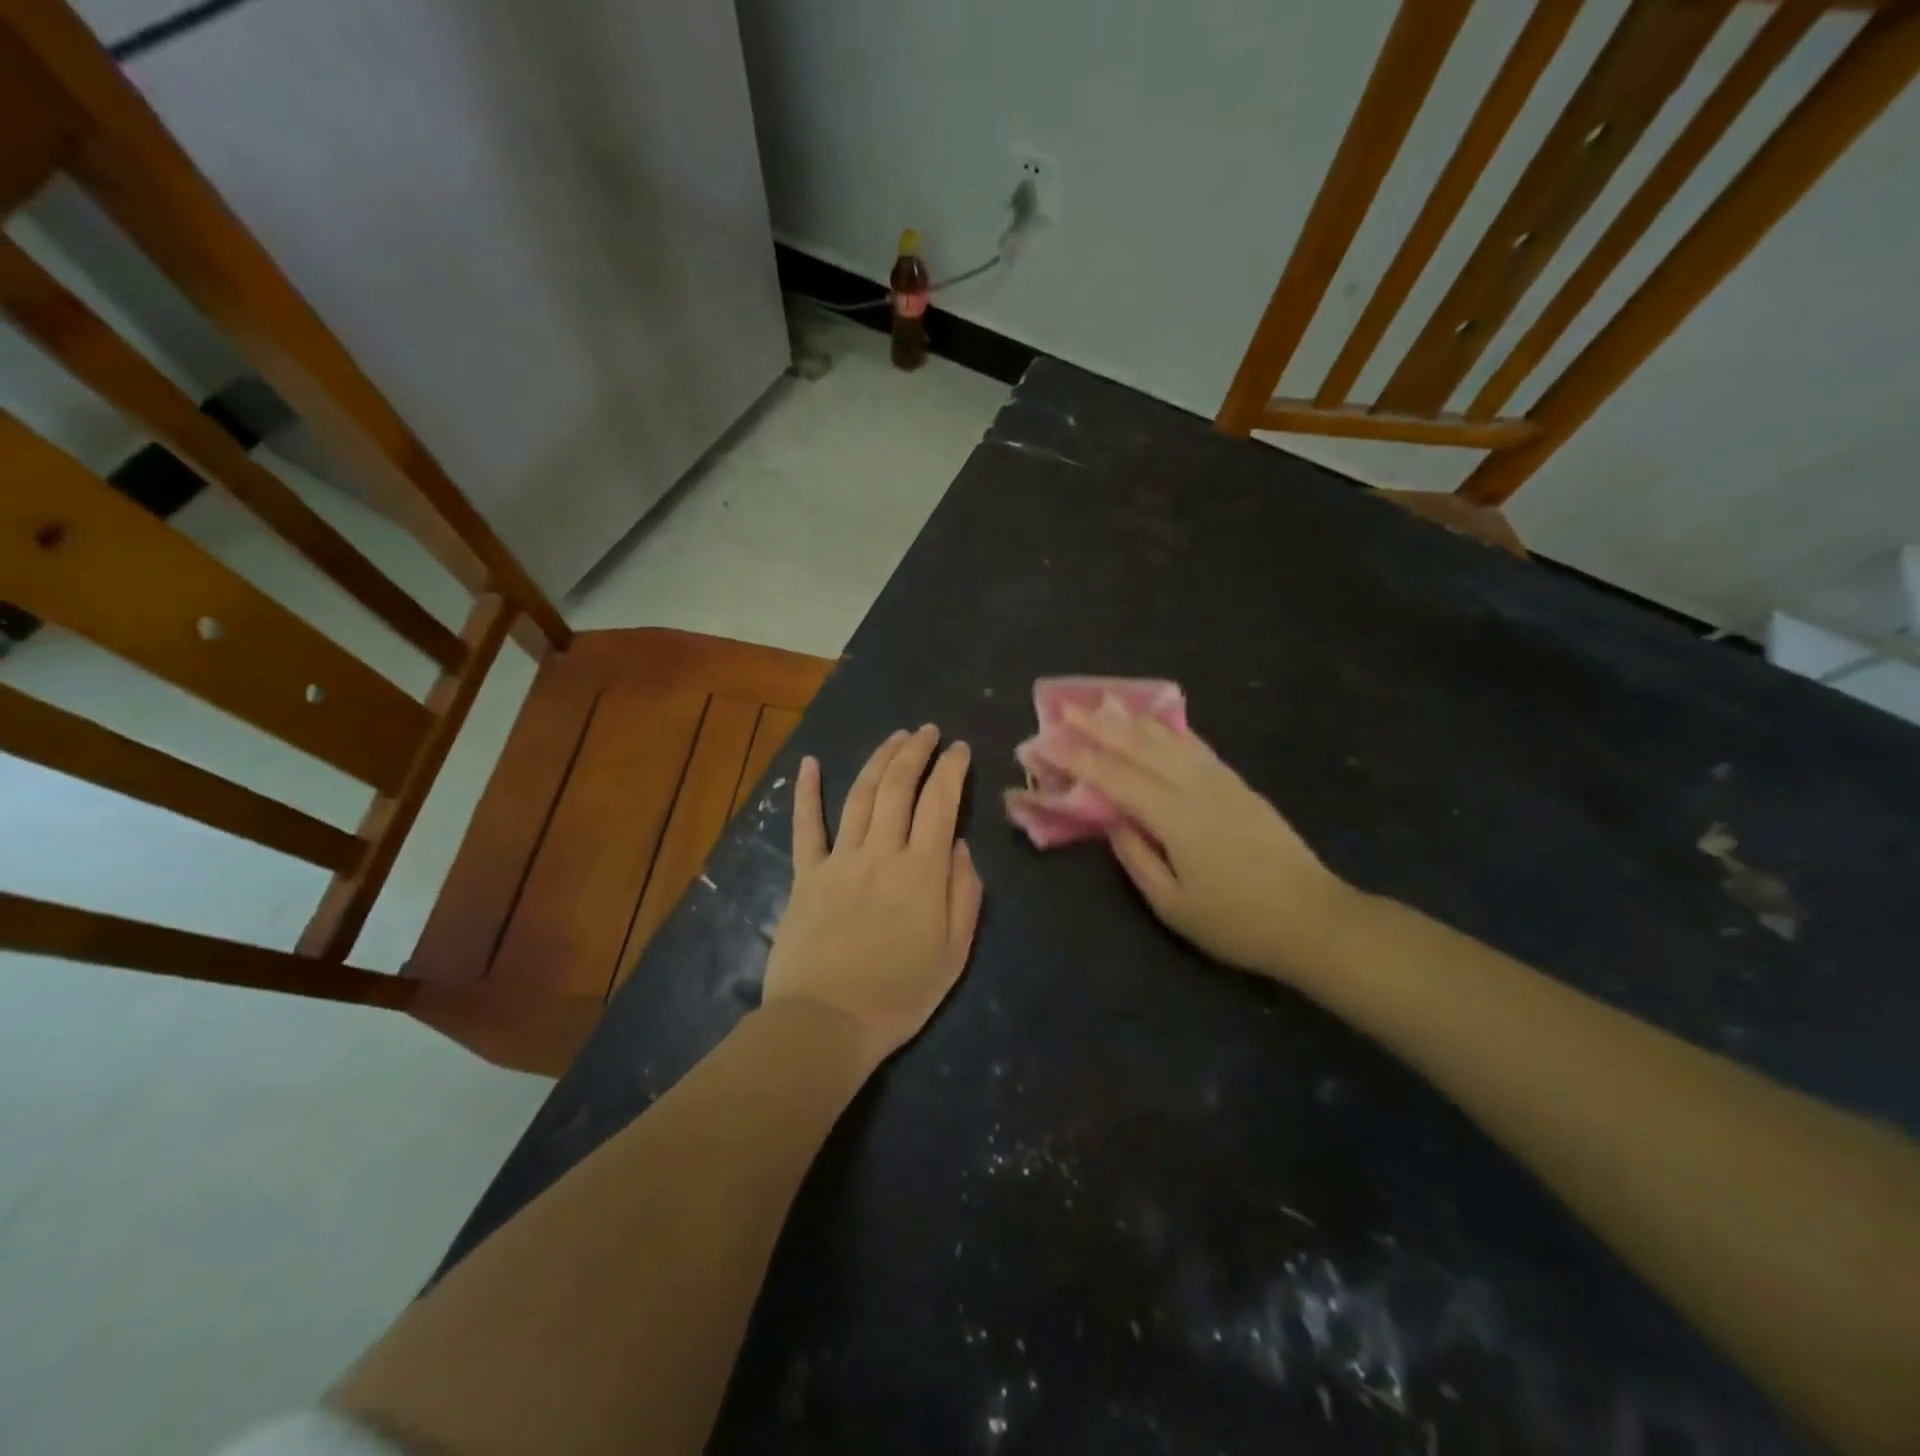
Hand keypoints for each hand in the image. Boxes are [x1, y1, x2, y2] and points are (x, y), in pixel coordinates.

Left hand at [762, 726, 984, 1070]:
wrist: (827, 1022)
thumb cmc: (899, 994)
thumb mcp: (954, 953)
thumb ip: (964, 894)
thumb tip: (959, 847)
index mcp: (922, 871)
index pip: (940, 803)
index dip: (952, 769)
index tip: (960, 748)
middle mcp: (881, 853)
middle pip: (899, 787)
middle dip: (915, 751)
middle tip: (927, 731)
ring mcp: (839, 860)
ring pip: (861, 795)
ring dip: (879, 760)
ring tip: (894, 737)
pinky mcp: (806, 875)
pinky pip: (806, 827)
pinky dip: (807, 792)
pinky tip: (811, 763)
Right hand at [1052, 706, 1351, 980]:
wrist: (1314, 919)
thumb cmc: (1237, 922)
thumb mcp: (1173, 905)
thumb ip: (1137, 857)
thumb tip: (1111, 820)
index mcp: (1174, 816)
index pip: (1114, 777)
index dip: (1076, 757)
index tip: (1045, 740)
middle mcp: (1196, 786)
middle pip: (1139, 746)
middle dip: (1098, 725)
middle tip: (1064, 708)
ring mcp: (1221, 781)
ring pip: (1168, 738)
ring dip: (1131, 720)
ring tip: (1103, 704)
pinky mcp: (1238, 785)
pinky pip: (1194, 746)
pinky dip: (1167, 730)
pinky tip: (1155, 724)